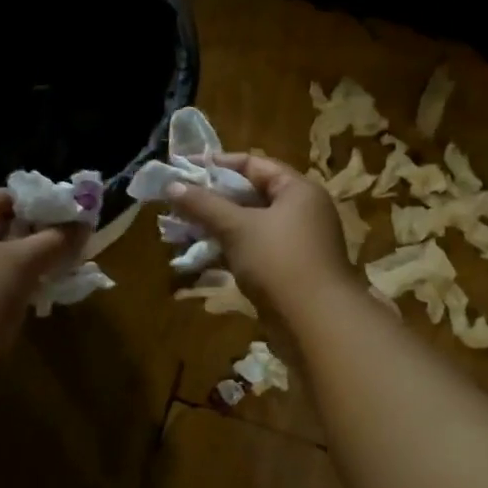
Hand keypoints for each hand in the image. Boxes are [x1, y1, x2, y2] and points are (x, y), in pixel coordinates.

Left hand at [0, 190, 81, 363]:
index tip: (68, 213)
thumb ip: (56, 239)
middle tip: (69, 240)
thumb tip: (85, 223)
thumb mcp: (23, 261)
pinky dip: (14, 282)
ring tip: (61, 264)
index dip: (36, 203)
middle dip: (35, 234)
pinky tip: (40, 290)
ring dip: (28, 260)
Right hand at [167, 153, 355, 318]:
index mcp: (297, 190)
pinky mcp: (287, 271)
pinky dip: (227, 250)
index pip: (254, 164)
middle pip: (250, 195)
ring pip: (248, 226)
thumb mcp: (237, 227)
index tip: (184, 169)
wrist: (316, 323)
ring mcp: (295, 243)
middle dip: (212, 199)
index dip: (218, 164)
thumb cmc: (279, 261)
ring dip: (215, 227)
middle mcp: (301, 211)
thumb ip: (204, 205)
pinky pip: (252, 251)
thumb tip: (171, 186)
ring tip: (179, 230)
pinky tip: (199, 257)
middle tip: (176, 202)